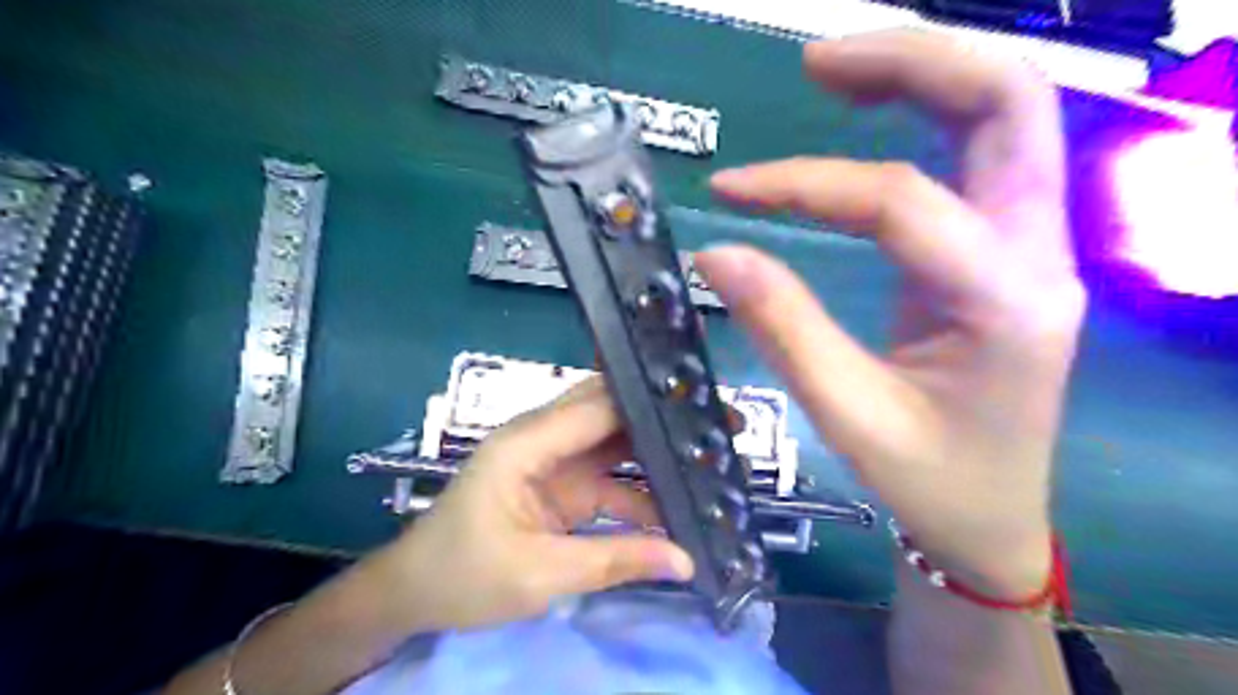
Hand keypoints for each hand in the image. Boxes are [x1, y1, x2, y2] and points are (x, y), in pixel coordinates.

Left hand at [376, 378, 693, 633]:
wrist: (416, 594)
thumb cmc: (463, 575)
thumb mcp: (539, 574)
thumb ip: (614, 560)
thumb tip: (685, 560)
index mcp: (527, 442)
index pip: (598, 407)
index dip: (650, 404)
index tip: (703, 407)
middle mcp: (543, 439)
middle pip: (610, 414)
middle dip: (662, 419)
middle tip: (719, 426)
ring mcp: (554, 461)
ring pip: (615, 444)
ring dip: (657, 453)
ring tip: (709, 462)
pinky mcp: (562, 486)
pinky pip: (610, 479)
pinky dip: (641, 490)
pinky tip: (676, 506)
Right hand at [696, 30, 1085, 597]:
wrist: (992, 517)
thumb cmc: (930, 480)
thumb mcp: (848, 415)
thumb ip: (783, 327)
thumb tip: (716, 253)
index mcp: (1005, 303)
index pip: (899, 201)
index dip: (804, 184)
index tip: (729, 191)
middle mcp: (1037, 255)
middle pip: (1008, 104)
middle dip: (911, 62)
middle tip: (816, 63)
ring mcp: (1030, 246)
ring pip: (1004, 114)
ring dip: (923, 73)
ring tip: (834, 71)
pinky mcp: (1002, 251)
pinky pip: (977, 154)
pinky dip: (924, 114)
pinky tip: (869, 115)